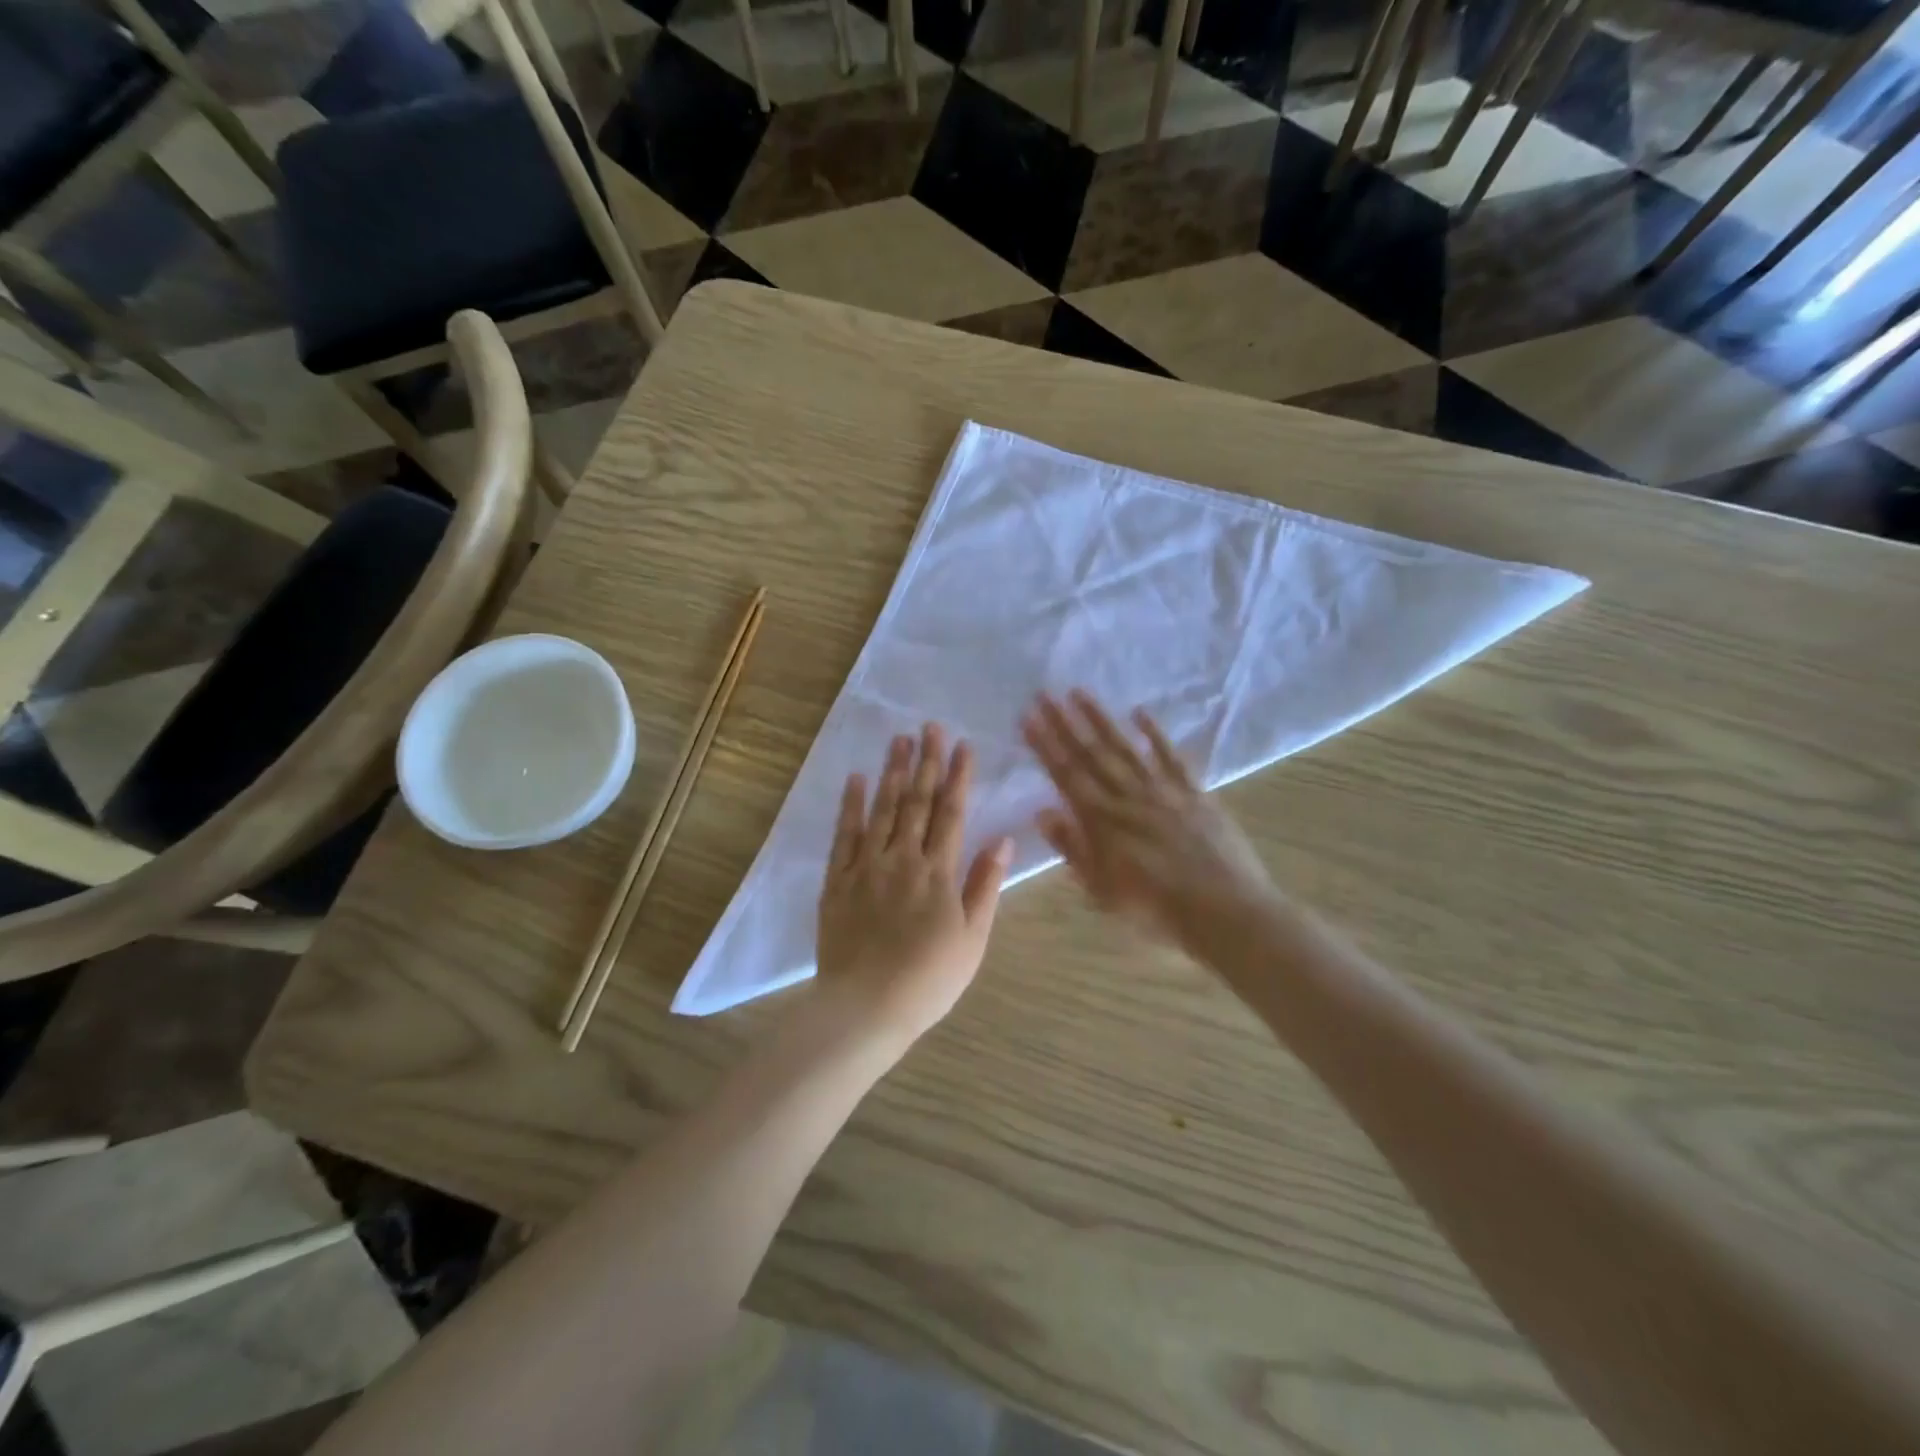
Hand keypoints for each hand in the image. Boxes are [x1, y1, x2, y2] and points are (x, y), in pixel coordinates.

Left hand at [816, 724, 1012, 1048]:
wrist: (865, 1007)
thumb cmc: (928, 979)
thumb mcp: (972, 939)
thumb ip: (985, 886)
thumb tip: (1003, 841)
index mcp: (939, 872)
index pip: (951, 813)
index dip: (958, 777)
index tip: (962, 745)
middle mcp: (903, 859)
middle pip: (916, 801)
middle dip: (925, 761)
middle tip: (929, 726)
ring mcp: (867, 866)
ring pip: (882, 809)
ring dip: (892, 772)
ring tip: (898, 739)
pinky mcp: (838, 881)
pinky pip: (844, 836)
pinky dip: (850, 806)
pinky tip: (856, 779)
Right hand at [1022, 691, 1282, 958]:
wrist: (1225, 913)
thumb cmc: (1156, 911)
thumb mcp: (1103, 892)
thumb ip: (1073, 849)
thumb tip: (1043, 812)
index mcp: (1102, 822)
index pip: (1066, 775)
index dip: (1045, 745)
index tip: (1028, 717)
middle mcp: (1128, 797)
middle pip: (1091, 754)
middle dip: (1064, 723)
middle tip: (1044, 693)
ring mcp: (1164, 791)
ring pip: (1125, 748)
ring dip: (1100, 719)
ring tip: (1079, 692)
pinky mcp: (1195, 793)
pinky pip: (1171, 757)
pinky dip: (1154, 734)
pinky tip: (1139, 713)